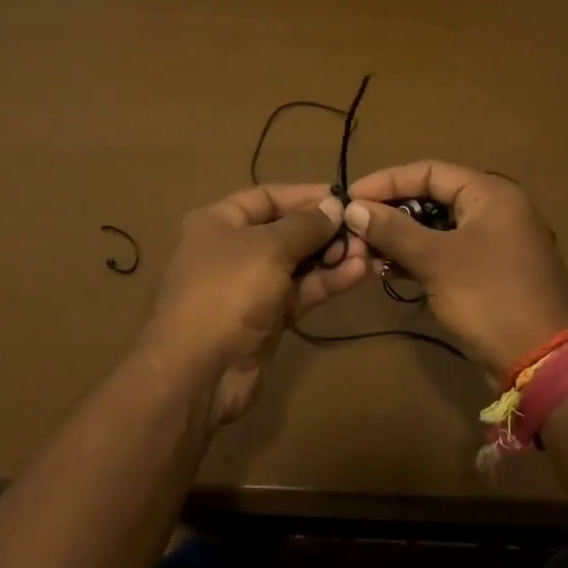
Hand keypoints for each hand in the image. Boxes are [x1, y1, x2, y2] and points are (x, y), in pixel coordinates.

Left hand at [140, 184, 368, 424]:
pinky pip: (300, 292)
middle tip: (363, 230)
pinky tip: (359, 273)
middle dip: (324, 230)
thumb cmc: (227, 291)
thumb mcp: (268, 247)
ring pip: (297, 264)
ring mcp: (249, 287)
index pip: (267, 197)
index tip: (345, 198)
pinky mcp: (266, 319)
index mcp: (219, 222)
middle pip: (286, 231)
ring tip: (369, 252)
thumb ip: (305, 225)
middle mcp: (232, 250)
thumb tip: (335, 207)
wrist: (199, 372)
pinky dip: (327, 282)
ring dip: (332, 257)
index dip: (306, 195)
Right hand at [345, 161, 567, 378]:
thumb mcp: (436, 261)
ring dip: (402, 238)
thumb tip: (353, 208)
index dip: (386, 181)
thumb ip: (393, 230)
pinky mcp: (491, 272)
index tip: (350, 198)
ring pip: (438, 228)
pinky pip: (448, 252)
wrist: (542, 363)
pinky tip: (389, 270)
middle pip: (433, 197)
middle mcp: (496, 209)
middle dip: (392, 212)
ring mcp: (496, 242)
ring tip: (364, 251)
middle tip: (354, 227)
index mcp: (490, 193)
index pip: (429, 171)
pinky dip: (420, 258)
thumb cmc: (489, 298)